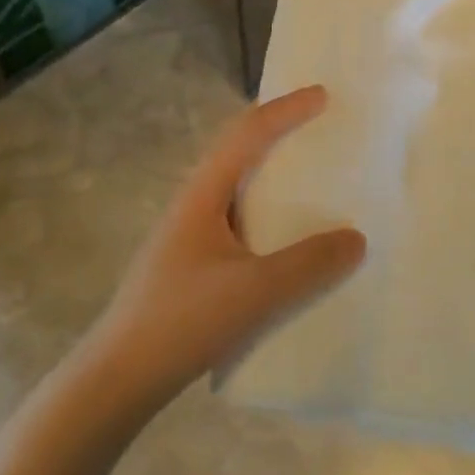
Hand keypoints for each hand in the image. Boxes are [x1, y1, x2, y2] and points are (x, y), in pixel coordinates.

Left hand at [76, 85, 366, 413]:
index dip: (285, 111)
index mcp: (202, 195)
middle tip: (318, 130)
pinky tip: (285, 243)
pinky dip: (267, 215)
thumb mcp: (255, 292)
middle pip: (237, 152)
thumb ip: (309, 264)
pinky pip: (238, 222)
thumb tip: (356, 238)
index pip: (246, 135)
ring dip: (271, 175)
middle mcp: (193, 205)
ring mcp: (188, 237)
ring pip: (236, 189)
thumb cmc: (183, 321)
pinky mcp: (191, 266)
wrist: (119, 378)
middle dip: (277, 133)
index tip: (323, 96)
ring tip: (310, 182)